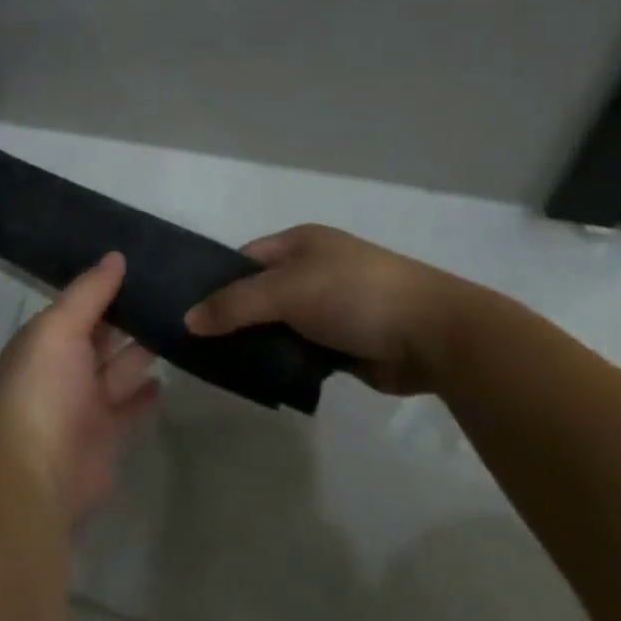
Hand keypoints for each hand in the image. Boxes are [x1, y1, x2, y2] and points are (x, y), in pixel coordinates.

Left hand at [0, 253, 159, 524]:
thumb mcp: (59, 328)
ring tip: (179, 324)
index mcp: (43, 342)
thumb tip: (116, 256)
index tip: (143, 263)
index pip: (78, 306)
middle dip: (128, 316)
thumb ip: (88, 293)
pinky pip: (131, 407)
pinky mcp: (109, 435)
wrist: (38, 474)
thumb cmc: (43, 391)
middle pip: (100, 336)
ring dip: (142, 350)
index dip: (105, 286)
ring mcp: (85, 404)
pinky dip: (146, 393)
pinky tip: (167, 375)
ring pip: (119, 369)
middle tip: (172, 291)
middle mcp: (62, 370)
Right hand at [184, 224, 485, 395]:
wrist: (433, 334)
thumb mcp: (286, 291)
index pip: (244, 259)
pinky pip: (299, 349)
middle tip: (198, 344)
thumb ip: (234, 304)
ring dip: (258, 342)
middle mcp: (313, 270)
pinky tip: (259, 377)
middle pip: (258, 293)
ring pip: (278, 325)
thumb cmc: (354, 295)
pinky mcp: (343, 343)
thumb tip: (188, 319)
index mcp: (300, 244)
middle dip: (233, 316)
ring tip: (221, 365)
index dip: (216, 281)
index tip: (189, 310)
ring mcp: (330, 307)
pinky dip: (282, 360)